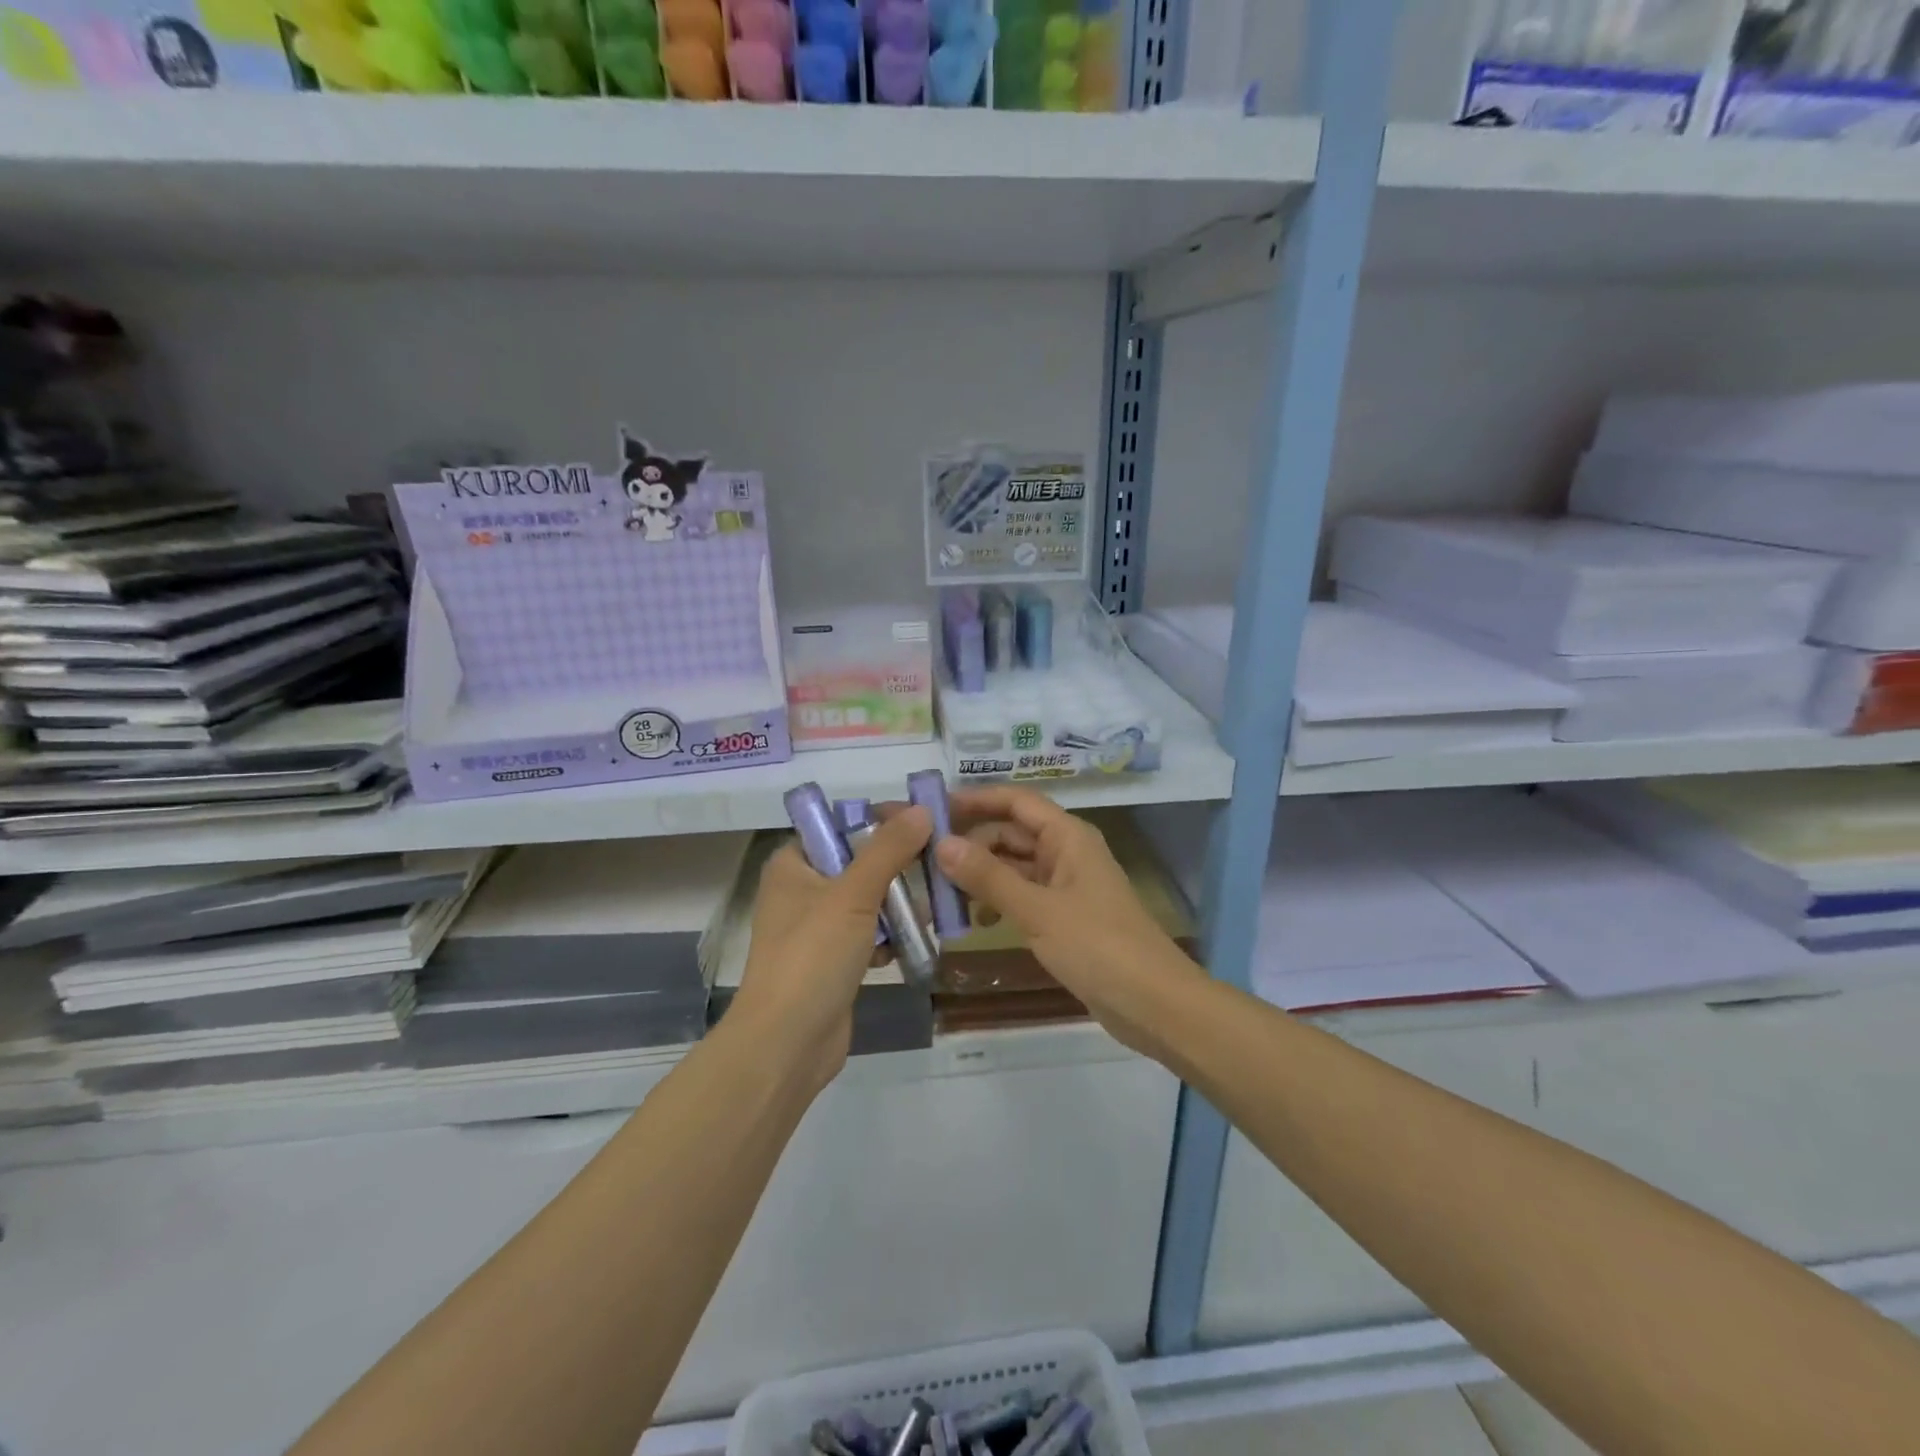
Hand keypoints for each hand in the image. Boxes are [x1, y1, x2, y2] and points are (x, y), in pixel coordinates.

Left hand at [733, 806, 931, 1089]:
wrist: (787, 1044)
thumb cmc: (812, 956)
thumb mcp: (853, 894)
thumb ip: (889, 850)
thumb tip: (922, 810)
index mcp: (792, 864)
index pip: (839, 826)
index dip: (880, 820)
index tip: (923, 822)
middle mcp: (801, 890)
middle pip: (858, 862)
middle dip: (898, 867)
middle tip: (939, 864)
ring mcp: (816, 929)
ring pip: (868, 900)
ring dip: (899, 904)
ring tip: (933, 906)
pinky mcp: (833, 961)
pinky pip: (869, 934)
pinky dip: (890, 937)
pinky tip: (915, 942)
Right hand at [934, 787, 1203, 1054]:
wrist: (1153, 1004)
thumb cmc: (1097, 946)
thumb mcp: (1037, 910)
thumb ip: (988, 877)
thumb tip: (941, 844)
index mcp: (1067, 836)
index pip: (1015, 801)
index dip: (975, 799)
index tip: (932, 808)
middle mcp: (1067, 852)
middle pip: (1011, 833)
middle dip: (971, 842)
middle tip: (924, 858)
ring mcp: (1067, 885)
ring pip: (1014, 866)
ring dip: (981, 874)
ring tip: (941, 893)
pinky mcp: (1065, 916)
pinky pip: (1023, 895)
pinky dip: (999, 900)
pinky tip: (977, 920)